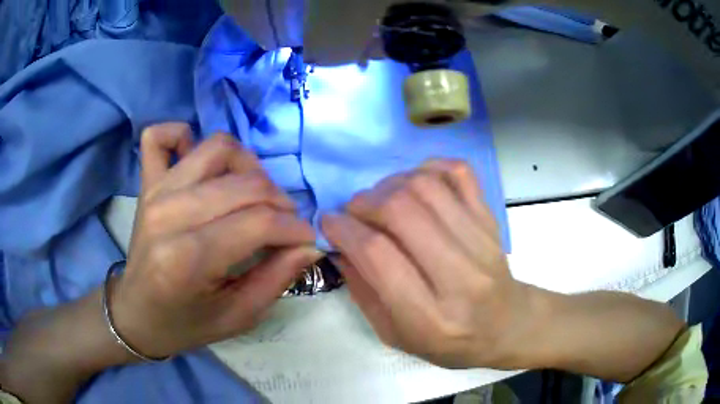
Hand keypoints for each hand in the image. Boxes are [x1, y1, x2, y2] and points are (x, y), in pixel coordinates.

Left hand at [111, 123, 321, 358]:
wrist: (137, 313)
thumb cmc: (185, 323)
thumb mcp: (237, 317)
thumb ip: (276, 280)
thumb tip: (309, 245)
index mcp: (187, 259)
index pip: (258, 222)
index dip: (294, 228)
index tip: (307, 239)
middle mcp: (169, 214)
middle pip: (244, 183)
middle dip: (279, 201)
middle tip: (284, 224)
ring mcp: (155, 191)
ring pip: (216, 148)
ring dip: (247, 166)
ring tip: (252, 194)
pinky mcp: (146, 182)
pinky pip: (160, 136)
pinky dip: (183, 136)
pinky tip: (198, 162)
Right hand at [322, 160, 540, 368]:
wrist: (507, 326)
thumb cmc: (449, 342)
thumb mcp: (396, 335)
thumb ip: (363, 291)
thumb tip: (339, 245)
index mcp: (430, 317)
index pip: (378, 255)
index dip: (344, 229)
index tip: (329, 221)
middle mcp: (460, 276)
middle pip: (402, 211)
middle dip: (364, 202)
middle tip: (354, 212)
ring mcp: (481, 241)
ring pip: (427, 186)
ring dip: (390, 183)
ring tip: (381, 199)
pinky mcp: (491, 220)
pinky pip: (460, 173)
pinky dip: (430, 167)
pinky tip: (415, 183)